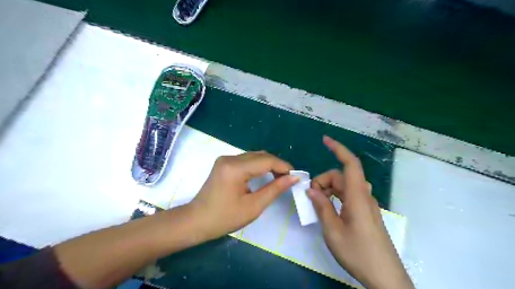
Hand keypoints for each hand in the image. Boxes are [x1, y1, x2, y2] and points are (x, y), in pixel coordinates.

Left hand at [189, 151, 297, 238]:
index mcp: (235, 168)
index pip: (266, 160)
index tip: (296, 176)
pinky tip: (265, 174)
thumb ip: (275, 189)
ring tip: (280, 177)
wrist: (196, 221)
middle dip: (277, 165)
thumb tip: (293, 178)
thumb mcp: (253, 206)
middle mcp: (230, 158)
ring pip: (254, 156)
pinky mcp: (224, 163)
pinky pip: (247, 160)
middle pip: (260, 155)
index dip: (283, 166)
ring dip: (268, 164)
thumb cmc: (224, 218)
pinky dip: (258, 166)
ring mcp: (225, 159)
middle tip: (289, 178)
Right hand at [307, 136, 412, 288]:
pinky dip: (335, 197)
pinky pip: (348, 196)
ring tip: (317, 205)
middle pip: (341, 177)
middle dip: (323, 181)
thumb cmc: (358, 253)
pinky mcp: (365, 212)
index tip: (325, 140)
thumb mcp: (333, 231)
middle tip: (310, 197)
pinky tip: (328, 210)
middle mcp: (363, 196)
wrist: (385, 277)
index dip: (338, 149)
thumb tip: (311, 189)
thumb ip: (322, 206)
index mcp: (357, 197)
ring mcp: (366, 205)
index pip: (350, 164)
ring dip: (328, 190)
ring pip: (344, 187)